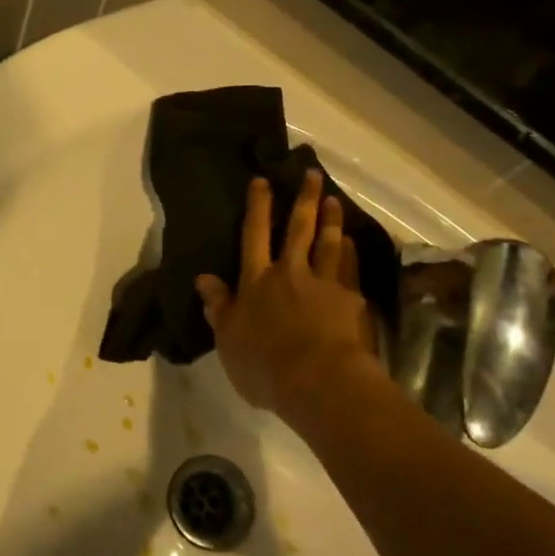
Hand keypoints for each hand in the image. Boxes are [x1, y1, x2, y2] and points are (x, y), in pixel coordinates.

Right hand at [195, 171, 381, 422]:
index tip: (262, 181)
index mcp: (256, 281)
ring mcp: (323, 284)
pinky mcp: (350, 299)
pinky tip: (351, 242)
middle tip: (311, 174)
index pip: (254, 235)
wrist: (319, 381)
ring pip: (327, 243)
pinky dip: (349, 252)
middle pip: (297, 230)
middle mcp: (290, 273)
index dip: (258, 207)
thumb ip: (219, 307)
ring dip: (331, 220)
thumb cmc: (264, 365)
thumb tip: (203, 278)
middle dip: (303, 200)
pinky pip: (348, 268)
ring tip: (334, 200)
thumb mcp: (228, 339)